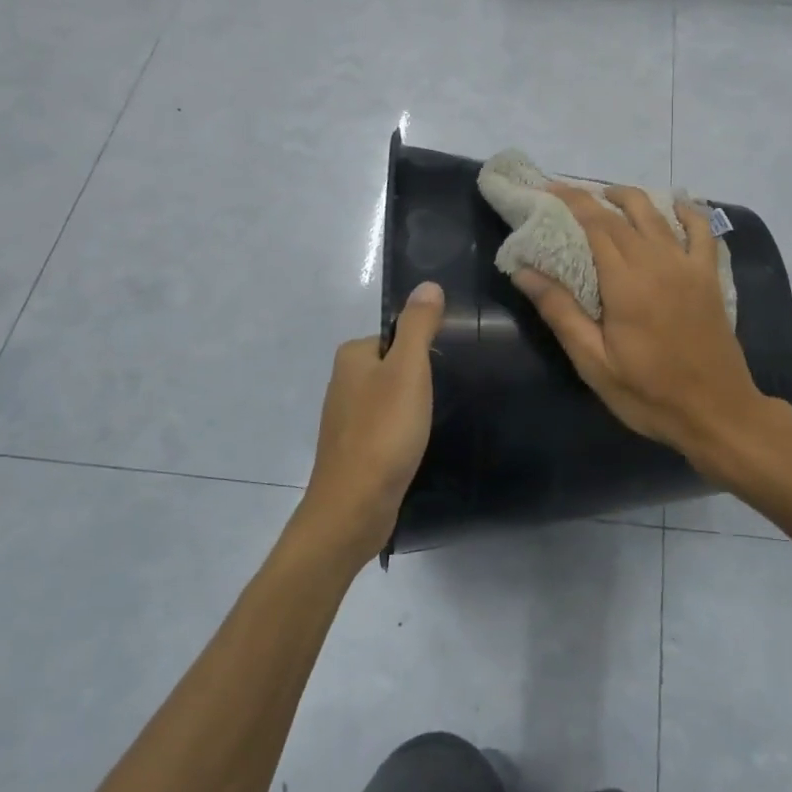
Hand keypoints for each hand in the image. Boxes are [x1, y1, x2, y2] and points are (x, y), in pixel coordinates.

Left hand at [297, 281, 446, 566]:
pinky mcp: (355, 450)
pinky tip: (419, 446)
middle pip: (395, 366)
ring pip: (391, 399)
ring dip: (413, 408)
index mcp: (352, 356)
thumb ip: (418, 326)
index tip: (447, 369)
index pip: (397, 336)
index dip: (425, 349)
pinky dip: (403, 433)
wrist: (354, 507)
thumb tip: (428, 284)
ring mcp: (346, 419)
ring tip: (436, 422)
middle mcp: (343, 382)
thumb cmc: (383, 431)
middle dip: (421, 379)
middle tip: (447, 396)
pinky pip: (387, 427)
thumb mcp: (408, 370)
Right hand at [511, 184, 764, 466]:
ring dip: (630, 198)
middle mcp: (658, 262)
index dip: (568, 201)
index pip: (593, 224)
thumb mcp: (594, 363)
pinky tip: (674, 204)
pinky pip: (702, 229)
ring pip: (657, 214)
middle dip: (590, 198)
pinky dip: (687, 210)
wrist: (716, 412)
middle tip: (564, 196)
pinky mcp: (710, 276)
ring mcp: (689, 266)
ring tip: (607, 197)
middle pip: (621, 215)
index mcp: (626, 282)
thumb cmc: (649, 394)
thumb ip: (560, 312)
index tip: (545, 190)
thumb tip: (523, 271)